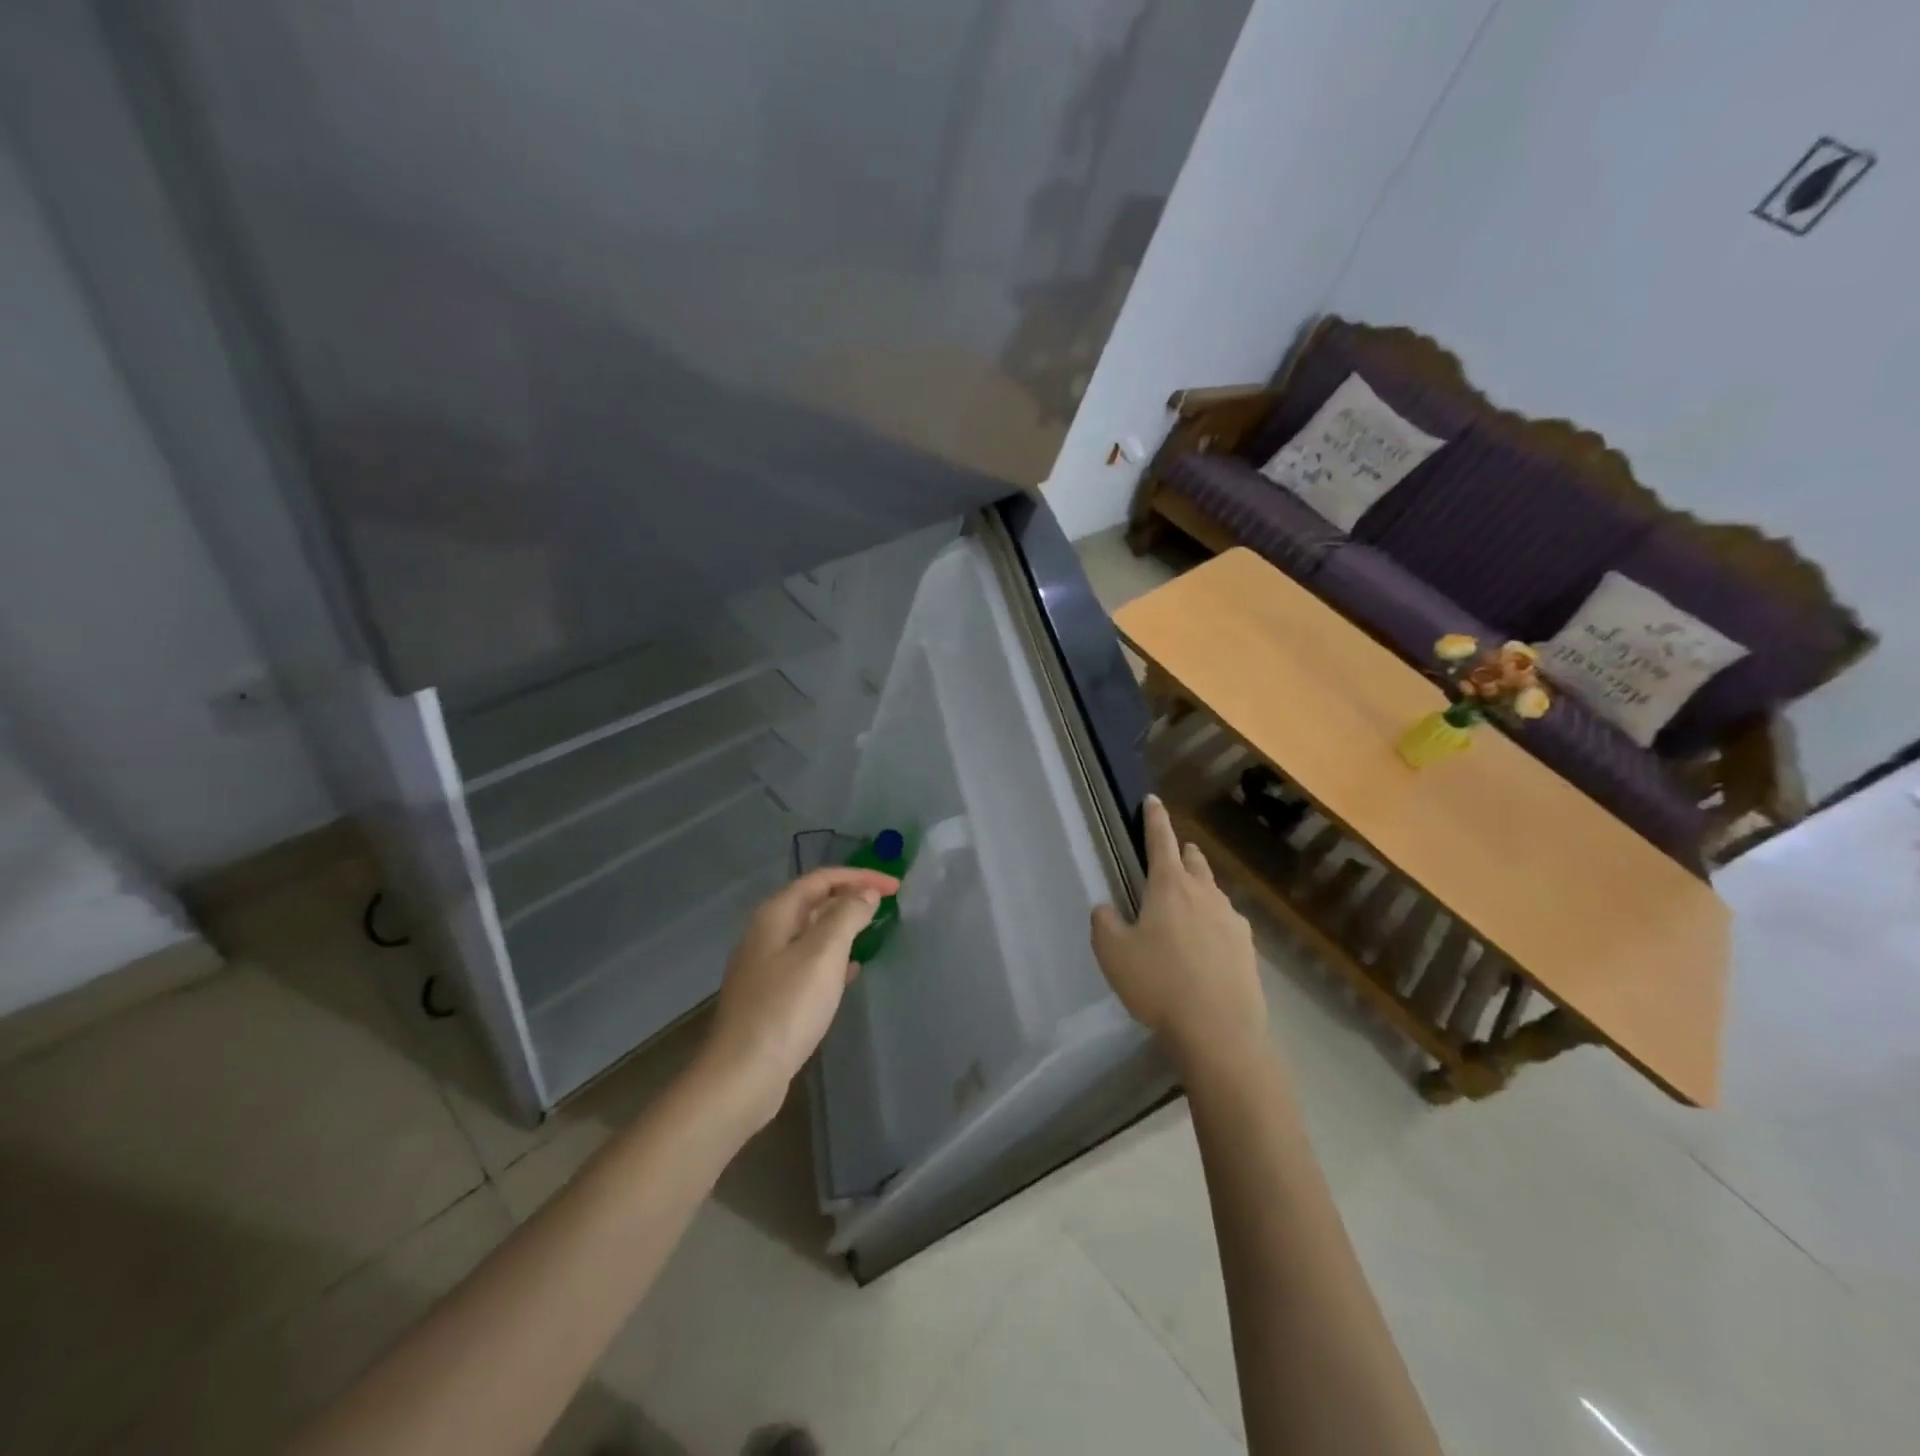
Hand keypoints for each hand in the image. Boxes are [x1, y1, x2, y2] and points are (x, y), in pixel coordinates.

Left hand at [700, 866, 898, 1127]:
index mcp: (775, 915)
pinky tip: (851, 971)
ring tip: (874, 930)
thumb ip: (847, 916)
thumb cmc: (786, 1008)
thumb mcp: (823, 954)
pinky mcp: (771, 997)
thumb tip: (865, 893)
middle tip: (887, 903)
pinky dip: (833, 957)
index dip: (859, 877)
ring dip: (843, 926)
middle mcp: (766, 934)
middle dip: (850, 896)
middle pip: (813, 901)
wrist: (742, 1076)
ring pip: (811, 932)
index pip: (821, 879)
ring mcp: (765, 967)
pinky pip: (808, 962)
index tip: (895, 886)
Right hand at [1091, 794, 1264, 1071]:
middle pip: (1194, 861)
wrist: (1219, 1031)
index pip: (1161, 841)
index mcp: (1169, 887)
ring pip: (1213, 891)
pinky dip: (1213, 922)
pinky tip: (1206, 945)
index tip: (1153, 800)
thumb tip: (1106, 909)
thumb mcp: (1113, 954)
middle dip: (1181, 852)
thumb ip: (1104, 924)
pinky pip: (1226, 922)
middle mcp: (1204, 894)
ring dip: (1199, 887)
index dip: (1154, 819)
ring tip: (1186, 905)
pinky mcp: (1247, 948)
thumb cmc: (1158, 985)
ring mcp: (1231, 920)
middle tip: (1170, 855)